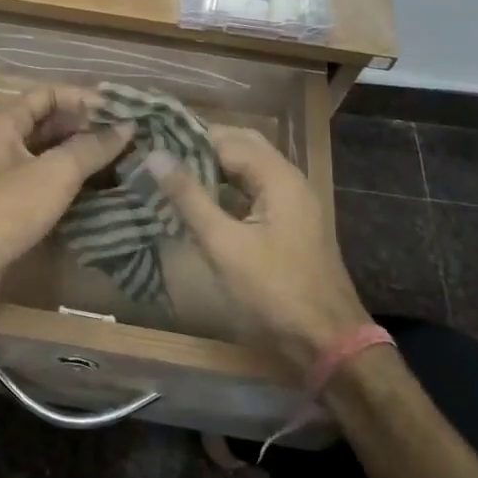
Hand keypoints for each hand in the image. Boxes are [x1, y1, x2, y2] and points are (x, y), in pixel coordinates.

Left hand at [0, 87, 131, 317]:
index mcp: (4, 124)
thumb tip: (126, 127)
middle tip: (128, 139)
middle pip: (49, 125)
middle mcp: (0, 144)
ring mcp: (2, 177)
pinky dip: (70, 184)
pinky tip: (99, 192)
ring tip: (122, 163)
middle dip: (87, 129)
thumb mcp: (54, 174)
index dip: (83, 98)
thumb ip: (91, 148)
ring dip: (81, 158)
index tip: (120, 111)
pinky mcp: (8, 207)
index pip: (48, 94)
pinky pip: (44, 184)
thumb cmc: (5, 210)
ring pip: (48, 157)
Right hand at [148, 125, 369, 371]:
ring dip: (213, 166)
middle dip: (202, 145)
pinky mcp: (289, 223)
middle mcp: (289, 180)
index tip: (151, 138)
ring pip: (249, 169)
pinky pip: (254, 191)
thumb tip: (155, 155)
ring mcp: (293, 202)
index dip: (188, 136)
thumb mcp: (223, 244)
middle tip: (159, 152)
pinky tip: (199, 200)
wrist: (326, 341)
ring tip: (171, 171)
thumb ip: (189, 197)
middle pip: (242, 146)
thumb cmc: (273, 291)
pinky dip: (226, 188)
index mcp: (278, 177)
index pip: (227, 139)